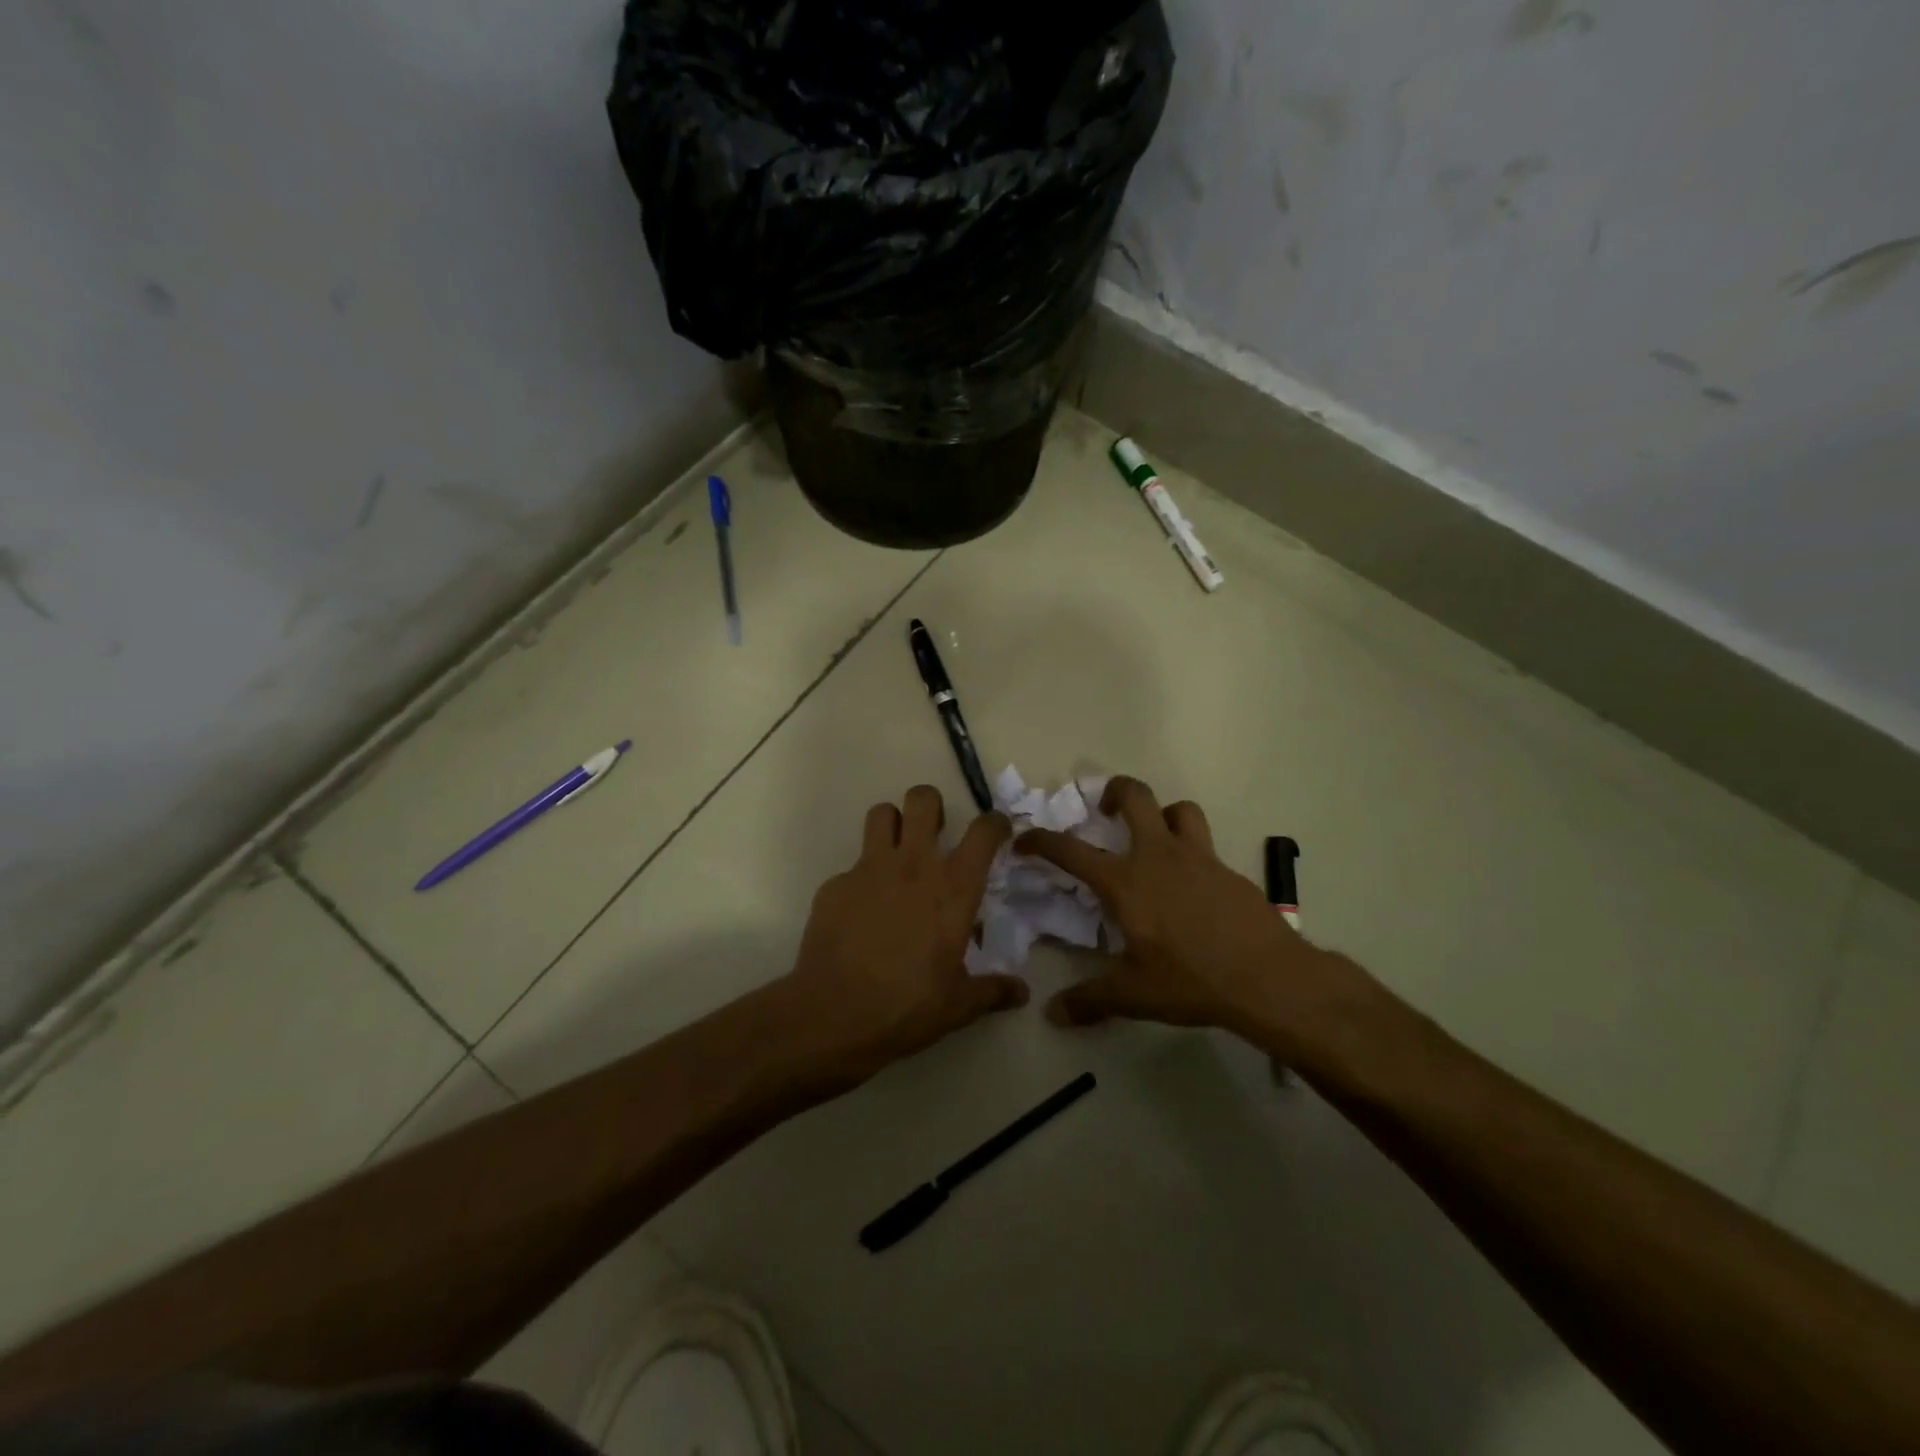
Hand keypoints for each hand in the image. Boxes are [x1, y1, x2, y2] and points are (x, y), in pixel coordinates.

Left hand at [785, 785, 1026, 1086]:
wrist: (833, 1015)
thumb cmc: (907, 1006)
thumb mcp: (958, 1004)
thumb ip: (992, 990)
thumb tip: (1021, 993)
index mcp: (953, 888)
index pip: (983, 831)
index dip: (995, 824)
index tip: (997, 833)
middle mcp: (913, 865)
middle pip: (923, 799)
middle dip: (932, 806)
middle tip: (934, 834)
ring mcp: (869, 869)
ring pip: (881, 813)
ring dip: (892, 825)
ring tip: (896, 853)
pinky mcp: (835, 884)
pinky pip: (852, 865)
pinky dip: (861, 879)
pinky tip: (861, 911)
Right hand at [1016, 777, 1370, 1056]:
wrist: (1268, 978)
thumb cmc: (1190, 980)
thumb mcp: (1133, 994)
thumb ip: (1090, 1000)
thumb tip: (1053, 1014)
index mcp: (1125, 882)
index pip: (1070, 850)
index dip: (1041, 840)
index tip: (1025, 839)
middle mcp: (1158, 856)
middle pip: (1135, 796)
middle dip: (1114, 791)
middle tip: (1105, 809)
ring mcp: (1199, 858)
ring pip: (1179, 809)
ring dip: (1163, 814)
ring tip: (1156, 837)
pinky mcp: (1229, 870)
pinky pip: (1206, 845)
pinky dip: (1193, 852)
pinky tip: (1194, 886)